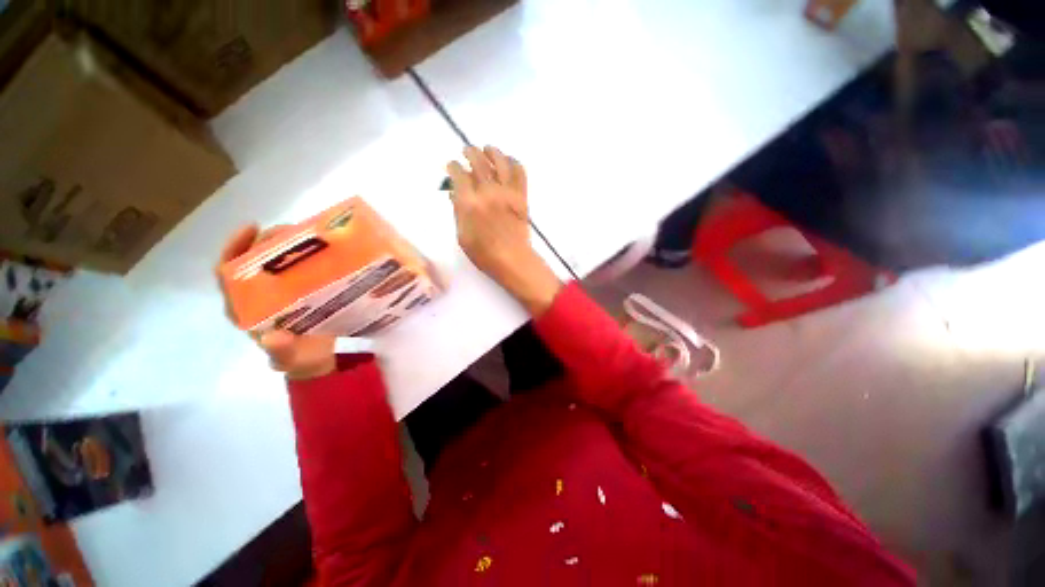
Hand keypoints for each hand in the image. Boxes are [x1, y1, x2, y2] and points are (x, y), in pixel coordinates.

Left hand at [217, 225, 336, 379]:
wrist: (313, 360)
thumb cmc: (298, 359)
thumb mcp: (289, 358)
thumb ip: (281, 351)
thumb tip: (272, 337)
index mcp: (245, 309)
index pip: (228, 274)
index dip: (234, 249)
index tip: (251, 229)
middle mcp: (256, 296)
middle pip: (253, 261)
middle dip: (267, 242)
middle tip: (292, 230)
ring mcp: (278, 292)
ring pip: (275, 262)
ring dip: (287, 246)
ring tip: (308, 235)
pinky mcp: (298, 292)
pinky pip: (297, 269)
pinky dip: (304, 257)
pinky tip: (322, 251)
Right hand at [447, 146, 561, 314]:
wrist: (512, 259)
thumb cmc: (483, 253)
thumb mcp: (462, 235)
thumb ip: (458, 211)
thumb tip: (456, 193)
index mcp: (469, 203)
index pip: (458, 173)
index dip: (453, 166)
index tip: (452, 166)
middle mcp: (488, 192)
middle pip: (478, 161)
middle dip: (470, 152)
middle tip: (467, 151)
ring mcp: (507, 193)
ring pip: (500, 161)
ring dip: (492, 152)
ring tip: (487, 150)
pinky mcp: (521, 196)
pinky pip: (520, 172)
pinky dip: (514, 162)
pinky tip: (508, 161)